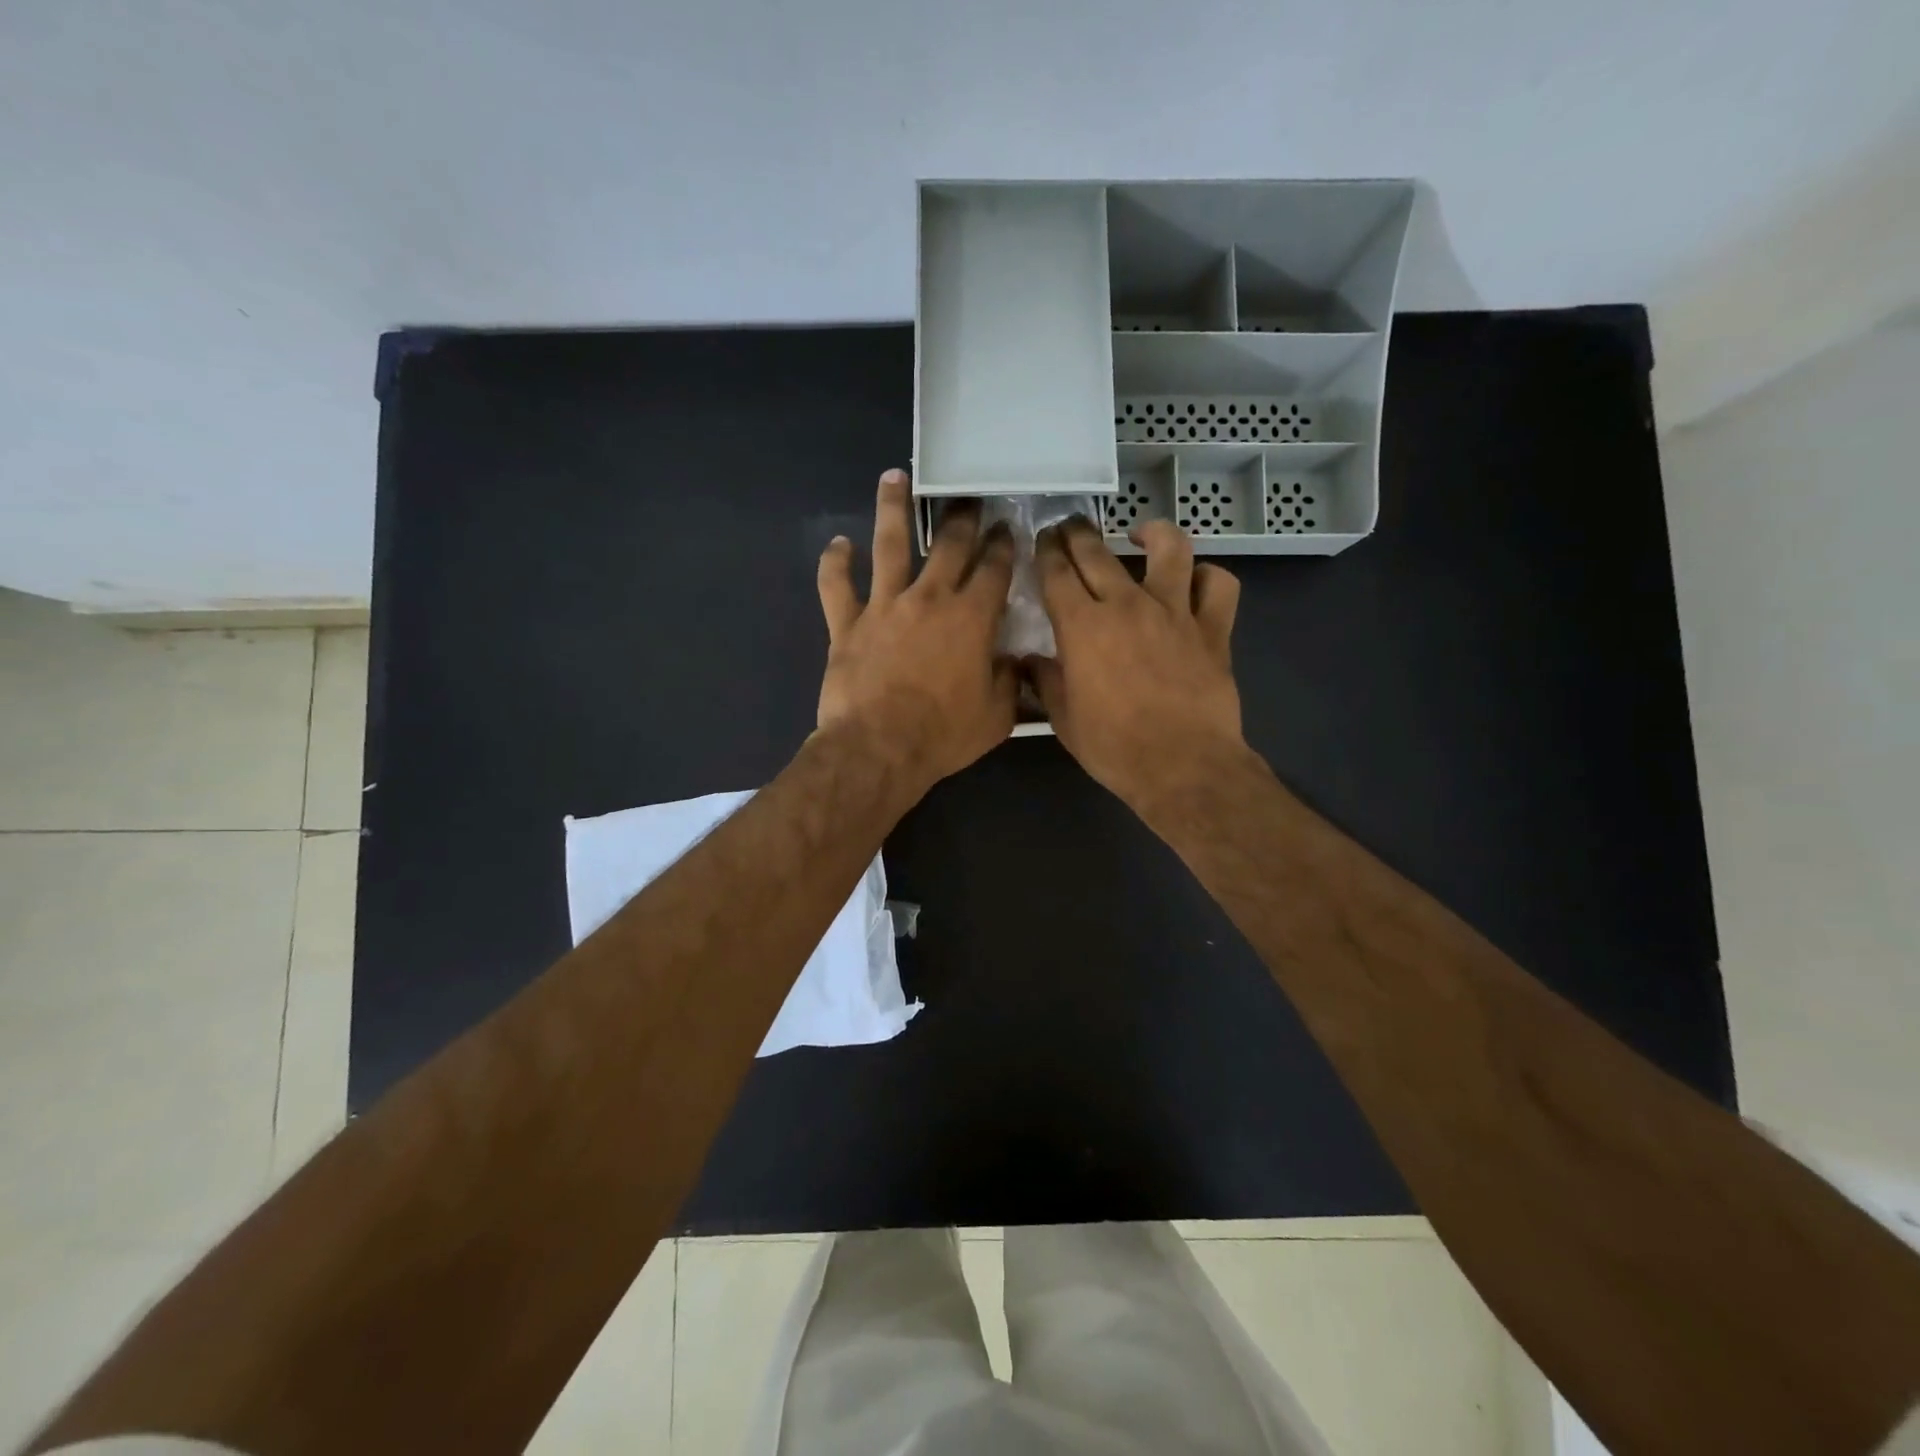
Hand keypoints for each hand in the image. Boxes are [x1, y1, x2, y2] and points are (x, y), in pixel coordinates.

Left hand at [816, 470, 1017, 799]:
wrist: (878, 749)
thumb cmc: (943, 735)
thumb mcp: (996, 716)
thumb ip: (1009, 681)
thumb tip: (1012, 660)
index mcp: (971, 618)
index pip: (994, 569)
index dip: (1004, 545)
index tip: (1008, 528)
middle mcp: (929, 598)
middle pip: (949, 544)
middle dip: (962, 517)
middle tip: (967, 496)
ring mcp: (884, 606)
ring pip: (888, 545)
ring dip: (892, 508)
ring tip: (894, 477)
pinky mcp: (847, 624)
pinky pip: (836, 586)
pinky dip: (835, 563)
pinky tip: (838, 543)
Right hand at [1030, 518, 1244, 812]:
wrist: (1182, 766)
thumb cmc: (1114, 747)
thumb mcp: (1064, 719)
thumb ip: (1046, 681)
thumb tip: (1030, 662)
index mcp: (1082, 626)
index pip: (1057, 572)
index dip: (1045, 552)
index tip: (1041, 541)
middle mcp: (1126, 604)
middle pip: (1097, 551)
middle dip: (1077, 532)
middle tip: (1069, 527)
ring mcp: (1174, 611)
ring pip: (1169, 549)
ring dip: (1152, 533)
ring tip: (1141, 534)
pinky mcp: (1213, 628)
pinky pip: (1218, 586)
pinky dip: (1207, 577)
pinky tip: (1195, 582)